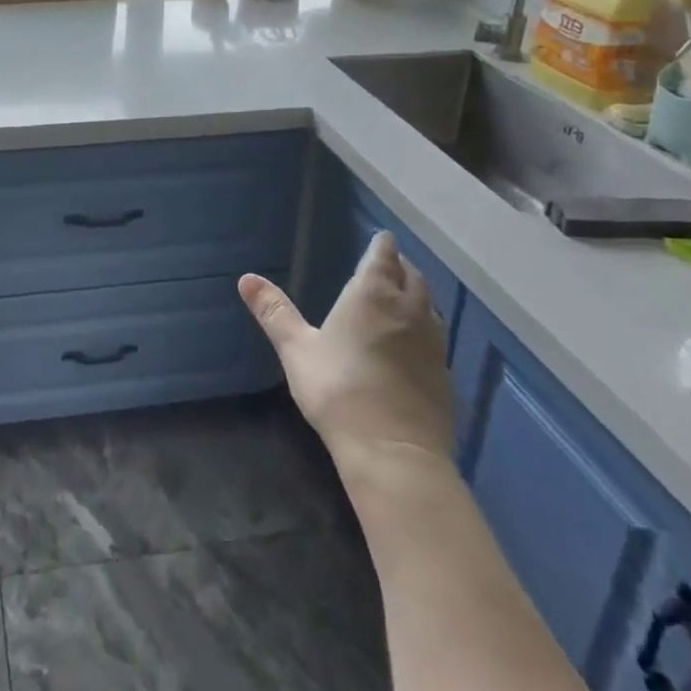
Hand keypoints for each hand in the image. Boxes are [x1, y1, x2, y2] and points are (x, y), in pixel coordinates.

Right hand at [240, 231, 453, 478]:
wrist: (393, 452)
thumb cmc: (339, 390)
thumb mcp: (296, 349)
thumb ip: (274, 311)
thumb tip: (246, 278)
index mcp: (372, 294)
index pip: (383, 255)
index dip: (381, 245)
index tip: (379, 238)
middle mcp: (408, 309)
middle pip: (412, 276)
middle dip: (399, 266)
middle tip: (387, 264)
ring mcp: (433, 343)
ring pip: (429, 305)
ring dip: (416, 295)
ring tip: (401, 297)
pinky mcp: (445, 375)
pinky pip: (436, 337)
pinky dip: (424, 328)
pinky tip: (413, 342)